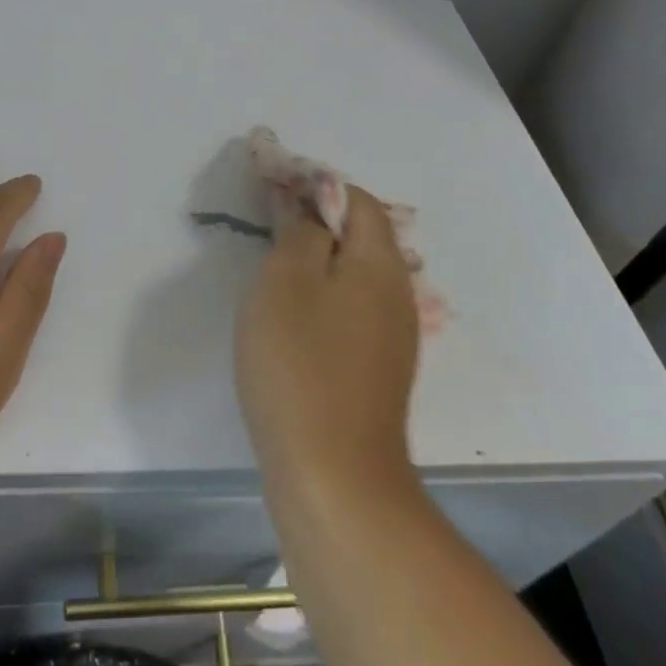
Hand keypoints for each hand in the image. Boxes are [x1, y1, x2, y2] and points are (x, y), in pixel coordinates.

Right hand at [235, 186, 418, 493]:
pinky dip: (322, 303)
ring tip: (272, 278)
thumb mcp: (286, 280)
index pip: (359, 201)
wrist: (335, 478)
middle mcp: (397, 296)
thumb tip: (311, 213)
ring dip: (317, 266)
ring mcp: (392, 339)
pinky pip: (351, 315)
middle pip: (361, 238)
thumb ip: (300, 232)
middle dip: (316, 225)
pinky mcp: (377, 374)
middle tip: (268, 234)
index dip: (317, 187)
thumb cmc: (301, 364)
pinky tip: (291, 327)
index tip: (275, 193)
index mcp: (380, 264)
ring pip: (354, 279)